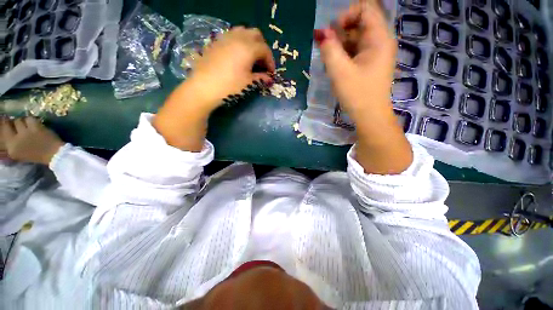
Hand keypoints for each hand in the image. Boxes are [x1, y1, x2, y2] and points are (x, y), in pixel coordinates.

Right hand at [1, 117, 64, 164]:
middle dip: (15, 123)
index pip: (3, 130)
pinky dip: (32, 120)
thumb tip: (7, 131)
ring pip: (19, 120)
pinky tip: (36, 124)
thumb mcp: (19, 153)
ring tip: (29, 125)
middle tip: (20, 124)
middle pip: (10, 123)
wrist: (54, 155)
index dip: (6, 124)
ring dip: (24, 121)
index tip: (8, 122)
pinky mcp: (35, 128)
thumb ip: (11, 144)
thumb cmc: (36, 155)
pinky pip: (30, 119)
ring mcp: (25, 133)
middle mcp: (15, 139)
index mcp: (11, 148)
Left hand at [155, 27, 274, 151]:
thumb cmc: (230, 86)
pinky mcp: (216, 42)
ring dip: (251, 42)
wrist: (204, 87)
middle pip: (256, 34)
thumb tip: (269, 78)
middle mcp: (238, 38)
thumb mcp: (249, 84)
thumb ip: (261, 78)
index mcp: (248, 48)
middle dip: (262, 48)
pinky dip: (239, 42)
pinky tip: (237, 56)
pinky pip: (231, 36)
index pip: (265, 50)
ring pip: (243, 31)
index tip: (271, 73)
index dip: (270, 61)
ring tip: (250, 57)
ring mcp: (225, 38)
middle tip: (262, 63)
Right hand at [314, 1, 396, 117]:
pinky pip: (355, 51)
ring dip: (340, 47)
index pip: (365, 8)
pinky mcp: (370, 63)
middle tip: (328, 52)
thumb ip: (329, 49)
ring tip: (331, 63)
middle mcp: (380, 41)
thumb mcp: (340, 71)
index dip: (346, 15)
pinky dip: (344, 55)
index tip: (332, 33)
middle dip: (340, 34)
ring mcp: (375, 53)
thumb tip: (321, 33)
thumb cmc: (357, 94)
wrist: (369, 116)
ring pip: (355, 38)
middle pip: (359, 23)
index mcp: (379, 38)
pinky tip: (337, 68)